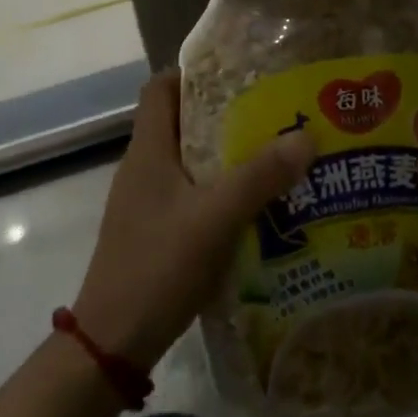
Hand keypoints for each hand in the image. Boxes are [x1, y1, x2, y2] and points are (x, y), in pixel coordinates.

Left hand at [73, 71, 315, 371]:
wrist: (111, 343)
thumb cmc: (157, 266)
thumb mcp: (215, 218)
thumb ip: (259, 177)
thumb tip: (306, 135)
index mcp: (148, 149)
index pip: (160, 87)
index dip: (193, 73)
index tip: (237, 74)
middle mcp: (142, 167)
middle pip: (179, 121)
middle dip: (222, 114)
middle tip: (269, 113)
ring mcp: (144, 202)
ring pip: (186, 160)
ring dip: (222, 155)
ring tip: (270, 155)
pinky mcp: (151, 231)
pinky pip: (187, 194)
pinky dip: (216, 190)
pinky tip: (251, 207)